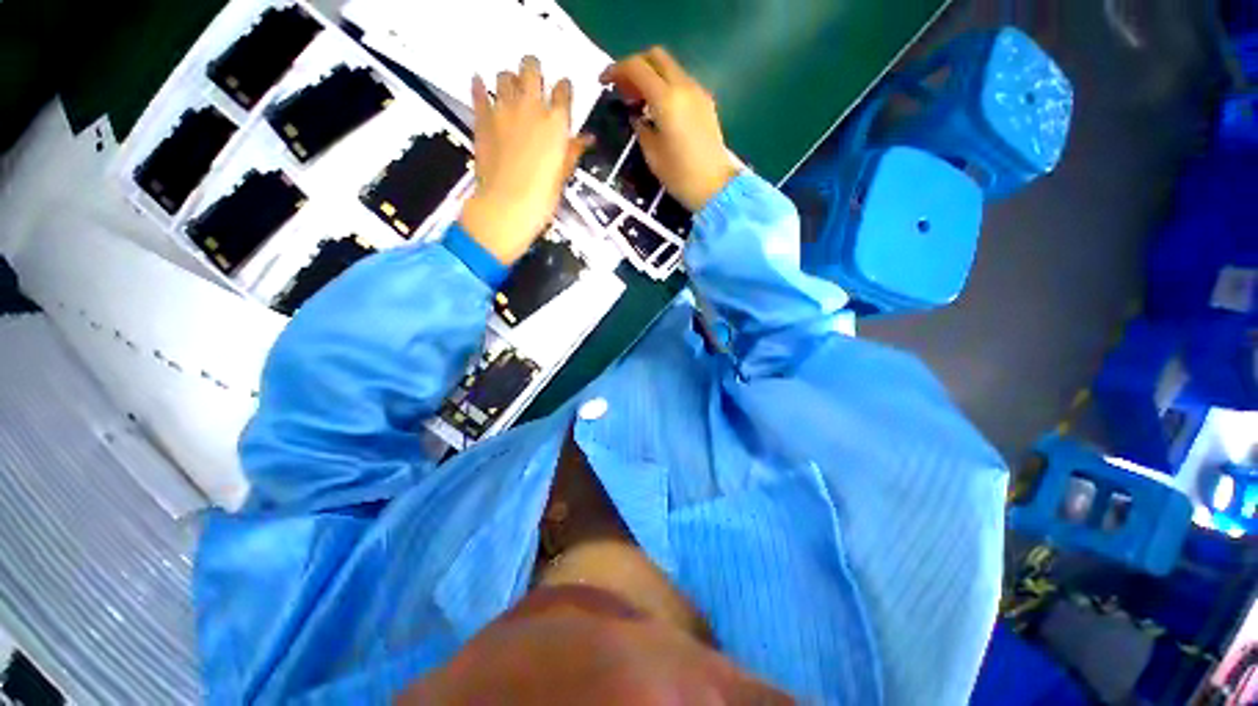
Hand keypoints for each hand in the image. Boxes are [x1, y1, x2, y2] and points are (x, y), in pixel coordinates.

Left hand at [461, 56, 590, 264]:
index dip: (563, 89)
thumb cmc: (542, 196)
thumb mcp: (563, 174)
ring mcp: (503, 109)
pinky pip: (478, 91)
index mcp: (556, 122)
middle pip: (531, 67)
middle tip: (534, 85)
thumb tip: (587, 137)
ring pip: (504, 74)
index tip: (562, 95)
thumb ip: (573, 150)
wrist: (507, 206)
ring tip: (511, 93)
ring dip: (509, 80)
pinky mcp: (481, 118)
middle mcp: (531, 106)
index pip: (563, 88)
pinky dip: (479, 86)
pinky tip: (480, 85)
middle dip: (534, 71)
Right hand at [600, 47, 740, 211]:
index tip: (604, 82)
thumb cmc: (679, 175)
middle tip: (624, 89)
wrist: (715, 187)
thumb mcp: (652, 154)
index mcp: (666, 99)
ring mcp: (698, 93)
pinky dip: (666, 86)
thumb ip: (640, 128)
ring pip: (670, 68)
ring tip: (639, 101)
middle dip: (636, 66)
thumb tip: (636, 116)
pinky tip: (659, 110)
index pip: (637, 67)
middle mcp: (684, 87)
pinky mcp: (706, 103)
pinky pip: (682, 83)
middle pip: (656, 57)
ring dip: (652, 76)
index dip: (617, 70)